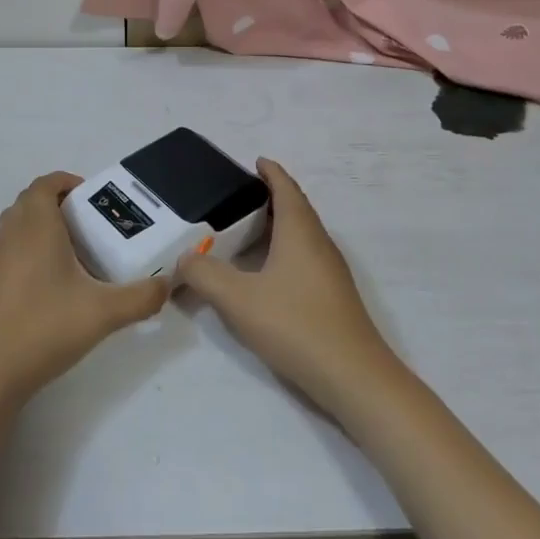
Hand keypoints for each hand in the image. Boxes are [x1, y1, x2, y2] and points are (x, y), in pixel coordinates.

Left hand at [0, 172, 169, 410]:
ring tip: (77, 249)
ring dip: (44, 224)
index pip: (46, 184)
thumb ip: (142, 297)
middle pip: (32, 200)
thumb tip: (167, 286)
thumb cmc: (45, 327)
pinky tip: (55, 280)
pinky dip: (31, 248)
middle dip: (60, 202)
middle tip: (92, 222)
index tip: (95, 197)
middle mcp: (12, 233)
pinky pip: (12, 247)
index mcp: (36, 225)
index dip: (69, 182)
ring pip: (19, 224)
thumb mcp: (105, 313)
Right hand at [178, 158, 401, 416]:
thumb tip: (185, 258)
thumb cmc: (295, 325)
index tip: (256, 162)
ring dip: (279, 225)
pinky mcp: (333, 296)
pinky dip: (285, 250)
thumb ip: (205, 274)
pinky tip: (267, 272)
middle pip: (297, 208)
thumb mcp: (238, 299)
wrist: (353, 377)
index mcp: (300, 232)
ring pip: (302, 235)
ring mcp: (331, 271)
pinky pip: (306, 257)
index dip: (271, 173)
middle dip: (271, 197)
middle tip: (238, 197)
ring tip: (247, 231)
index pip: (286, 189)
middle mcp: (319, 243)